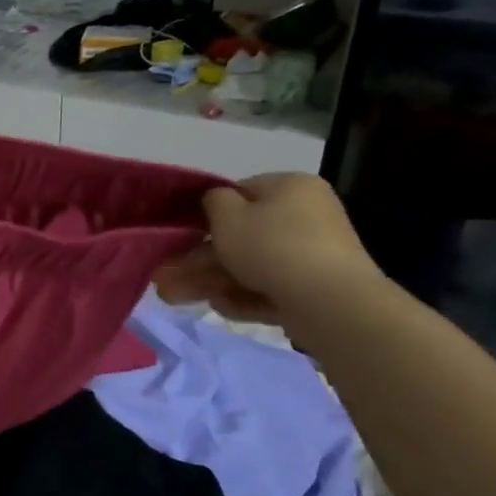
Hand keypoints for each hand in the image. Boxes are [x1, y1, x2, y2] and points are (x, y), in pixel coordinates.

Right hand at [153, 173, 382, 324]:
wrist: (329, 301)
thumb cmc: (271, 246)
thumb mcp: (227, 215)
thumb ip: (212, 201)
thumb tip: (216, 201)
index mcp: (291, 187)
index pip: (242, 193)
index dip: (209, 214)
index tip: (184, 235)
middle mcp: (307, 215)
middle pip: (242, 236)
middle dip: (199, 259)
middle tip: (166, 277)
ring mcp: (314, 254)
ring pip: (251, 266)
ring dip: (212, 280)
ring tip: (175, 297)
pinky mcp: (317, 289)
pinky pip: (271, 287)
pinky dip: (244, 296)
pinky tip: (220, 307)